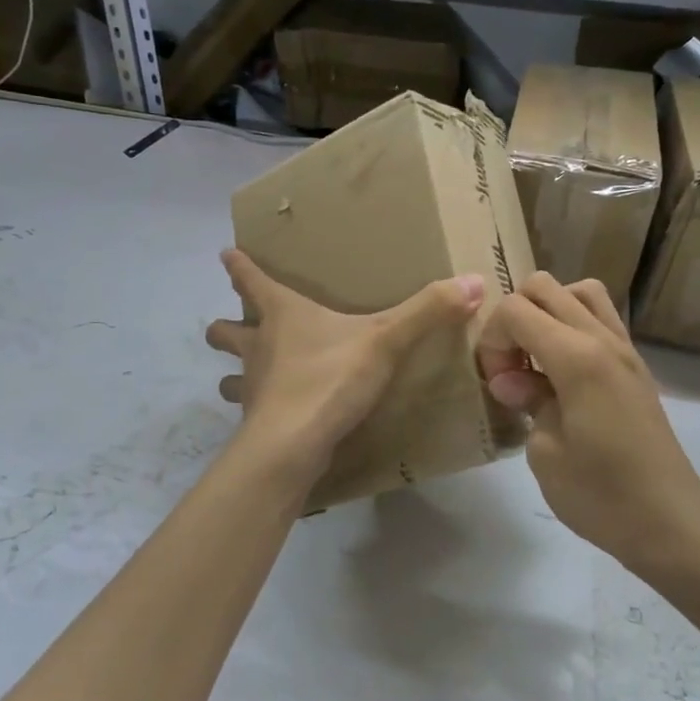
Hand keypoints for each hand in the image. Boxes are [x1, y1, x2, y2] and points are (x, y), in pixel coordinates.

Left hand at [206, 250, 485, 481]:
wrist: (292, 447)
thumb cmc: (329, 379)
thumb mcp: (385, 341)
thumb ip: (427, 312)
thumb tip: (474, 280)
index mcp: (282, 315)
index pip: (251, 280)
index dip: (238, 266)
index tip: (226, 253)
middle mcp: (259, 347)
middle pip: (226, 331)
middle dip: (225, 326)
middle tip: (230, 323)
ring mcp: (254, 387)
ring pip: (231, 375)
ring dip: (235, 373)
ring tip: (246, 377)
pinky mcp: (259, 423)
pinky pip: (253, 411)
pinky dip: (259, 410)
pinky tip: (276, 417)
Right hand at [480, 274, 699, 573]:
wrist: (669, 523)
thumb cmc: (600, 495)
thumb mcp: (545, 452)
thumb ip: (527, 400)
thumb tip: (510, 379)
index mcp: (578, 357)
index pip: (516, 310)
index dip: (493, 340)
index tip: (497, 383)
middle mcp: (604, 339)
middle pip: (545, 287)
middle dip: (514, 317)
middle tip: (511, 367)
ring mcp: (625, 350)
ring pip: (579, 291)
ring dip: (547, 313)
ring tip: (536, 359)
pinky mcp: (635, 366)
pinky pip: (601, 319)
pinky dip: (572, 326)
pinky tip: (562, 372)